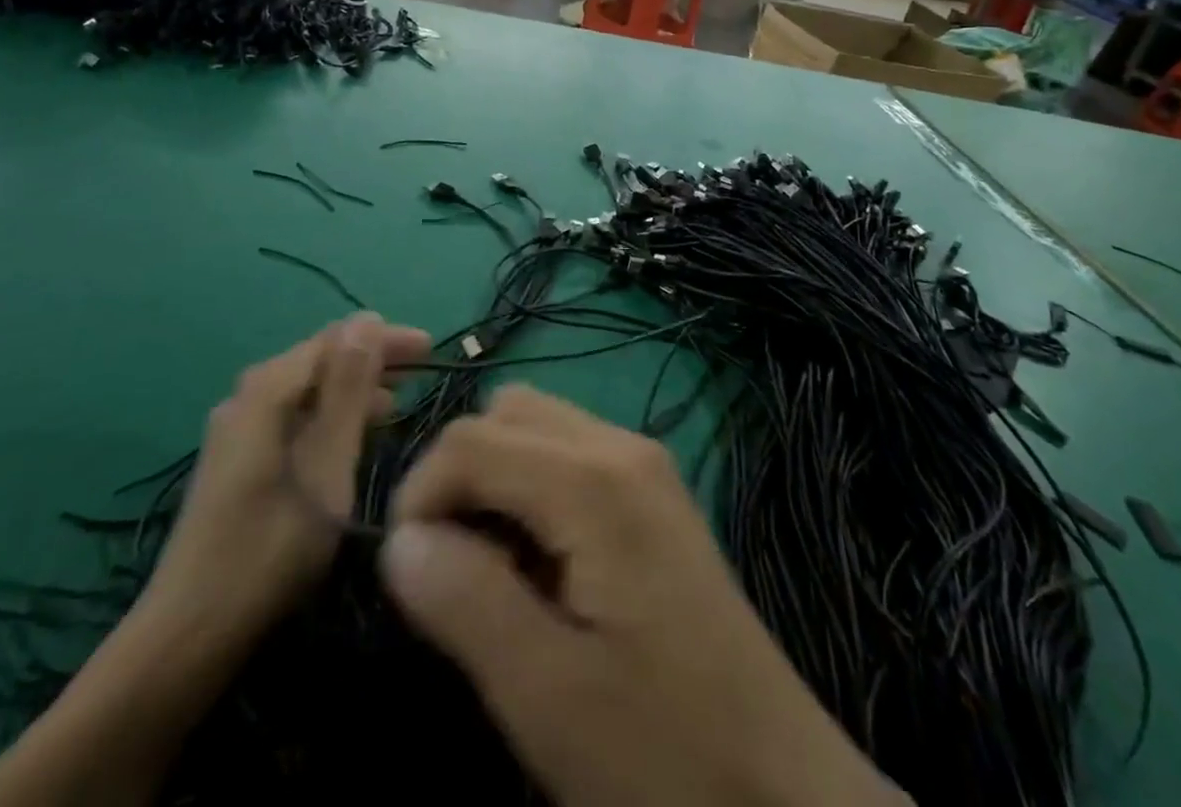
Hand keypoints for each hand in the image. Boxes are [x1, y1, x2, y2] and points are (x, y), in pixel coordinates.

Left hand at [141, 314, 429, 647]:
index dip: (385, 339)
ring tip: (396, 404)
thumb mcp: (326, 465)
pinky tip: (349, 437)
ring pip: (306, 390)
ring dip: (352, 390)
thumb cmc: (271, 548)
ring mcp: (235, 430)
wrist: (187, 636)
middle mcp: (245, 397)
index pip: (335, 339)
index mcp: (265, 390)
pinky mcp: (234, 460)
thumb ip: (348, 390)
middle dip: (371, 362)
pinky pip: (292, 416)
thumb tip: (367, 319)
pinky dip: (328, 417)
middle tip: (421, 376)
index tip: (431, 350)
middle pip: (319, 360)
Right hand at [379, 385, 906, 806]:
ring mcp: (645, 464)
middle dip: (460, 475)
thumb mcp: (546, 695)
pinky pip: (571, 453)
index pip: (471, 440)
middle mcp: (622, 446)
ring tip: (496, 572)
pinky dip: (534, 488)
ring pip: (538, 425)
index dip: (420, 495)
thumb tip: (399, 540)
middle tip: (454, 568)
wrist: (781, 791)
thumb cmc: (661, 751)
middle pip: (506, 412)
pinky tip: (544, 567)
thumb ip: (465, 602)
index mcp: (594, 481)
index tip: (408, 573)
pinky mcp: (654, 492)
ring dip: (497, 479)